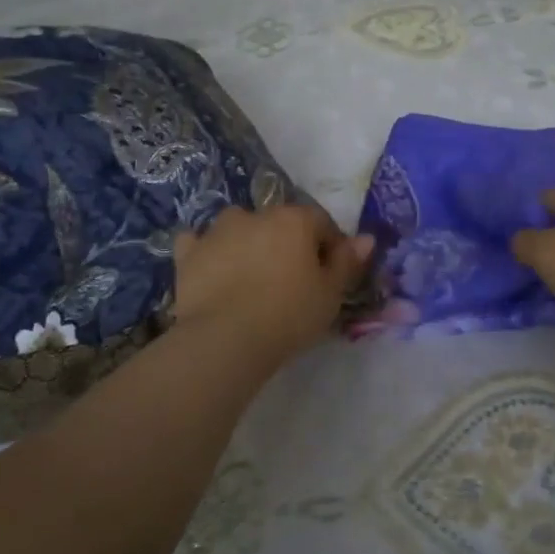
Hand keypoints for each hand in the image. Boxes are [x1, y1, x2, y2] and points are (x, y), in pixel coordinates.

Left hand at [172, 203, 373, 361]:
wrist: (225, 338)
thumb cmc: (289, 315)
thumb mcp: (331, 294)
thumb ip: (348, 262)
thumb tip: (366, 238)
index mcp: (294, 220)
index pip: (321, 222)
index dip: (330, 246)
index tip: (330, 274)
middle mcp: (255, 215)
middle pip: (280, 223)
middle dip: (288, 243)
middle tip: (292, 280)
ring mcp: (217, 231)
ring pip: (239, 227)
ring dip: (248, 242)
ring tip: (252, 276)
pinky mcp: (189, 253)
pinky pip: (199, 244)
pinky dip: (207, 252)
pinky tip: (212, 270)